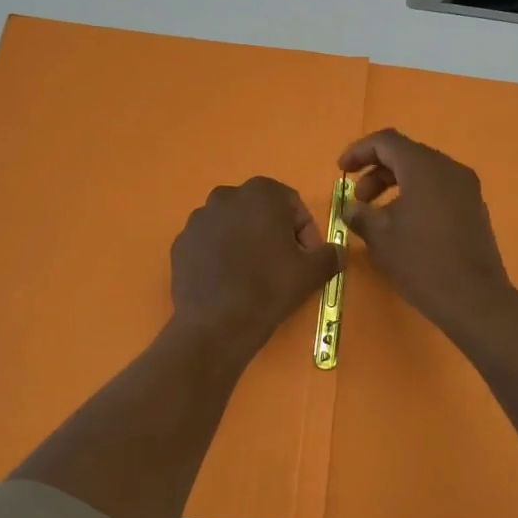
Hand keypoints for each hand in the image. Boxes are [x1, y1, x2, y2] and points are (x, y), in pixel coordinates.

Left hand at [170, 176, 344, 363]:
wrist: (217, 324)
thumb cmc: (269, 288)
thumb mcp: (312, 272)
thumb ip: (329, 254)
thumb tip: (337, 252)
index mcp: (261, 193)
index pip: (292, 205)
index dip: (306, 232)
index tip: (308, 259)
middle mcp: (225, 196)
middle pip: (260, 212)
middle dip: (274, 233)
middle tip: (283, 266)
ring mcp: (198, 219)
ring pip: (232, 226)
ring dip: (246, 242)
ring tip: (253, 275)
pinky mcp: (181, 243)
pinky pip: (209, 244)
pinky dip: (221, 255)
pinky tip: (228, 281)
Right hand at [338, 129, 517, 343]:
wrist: (473, 298)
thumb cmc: (421, 262)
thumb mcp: (380, 237)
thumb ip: (360, 214)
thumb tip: (352, 208)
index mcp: (424, 168)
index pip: (387, 141)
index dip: (359, 151)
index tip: (341, 170)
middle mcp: (449, 169)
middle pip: (407, 154)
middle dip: (376, 171)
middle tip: (359, 199)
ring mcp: (466, 188)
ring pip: (424, 172)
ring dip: (396, 185)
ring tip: (378, 215)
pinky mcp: (474, 208)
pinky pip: (439, 189)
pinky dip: (416, 196)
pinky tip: (405, 225)